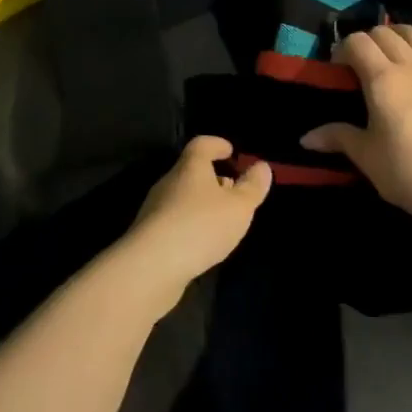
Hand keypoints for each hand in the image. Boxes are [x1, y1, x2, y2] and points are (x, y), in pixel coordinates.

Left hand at [116, 137, 271, 310]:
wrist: (151, 267)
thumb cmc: (200, 226)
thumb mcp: (238, 207)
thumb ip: (252, 186)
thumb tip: (261, 166)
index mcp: (190, 167)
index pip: (201, 144)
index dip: (217, 144)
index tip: (231, 151)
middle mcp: (169, 182)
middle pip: (191, 171)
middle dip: (213, 177)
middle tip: (233, 189)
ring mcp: (155, 209)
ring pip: (183, 196)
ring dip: (202, 202)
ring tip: (222, 219)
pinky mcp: (149, 235)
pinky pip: (175, 219)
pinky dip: (191, 223)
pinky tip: (202, 241)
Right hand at [300, 24, 411, 233]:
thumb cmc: (410, 174)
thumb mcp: (368, 157)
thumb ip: (338, 137)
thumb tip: (306, 137)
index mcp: (384, 79)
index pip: (358, 43)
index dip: (343, 49)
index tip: (337, 69)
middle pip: (384, 33)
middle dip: (366, 41)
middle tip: (358, 65)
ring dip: (394, 37)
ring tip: (388, 58)